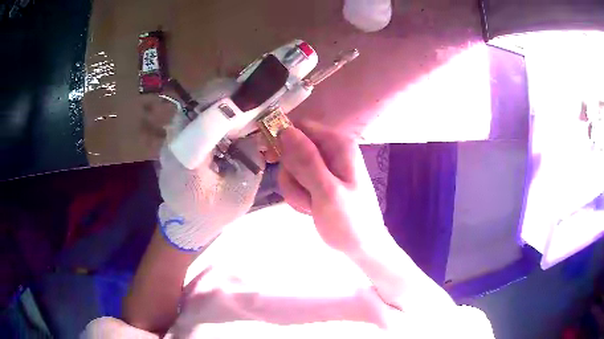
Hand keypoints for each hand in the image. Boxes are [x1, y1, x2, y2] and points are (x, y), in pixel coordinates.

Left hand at [158, 78, 264, 250]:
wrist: (186, 224)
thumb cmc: (212, 213)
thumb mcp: (240, 194)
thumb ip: (250, 161)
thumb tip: (253, 133)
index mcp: (187, 163)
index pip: (204, 123)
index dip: (227, 105)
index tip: (250, 94)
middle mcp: (173, 145)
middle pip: (194, 106)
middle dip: (222, 94)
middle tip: (248, 91)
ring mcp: (170, 140)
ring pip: (192, 106)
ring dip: (217, 98)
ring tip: (241, 98)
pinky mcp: (173, 139)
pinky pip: (192, 114)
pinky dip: (210, 108)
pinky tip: (227, 113)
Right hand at [277, 122, 387, 253]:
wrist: (362, 246)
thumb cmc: (349, 221)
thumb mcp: (326, 192)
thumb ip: (306, 160)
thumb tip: (284, 130)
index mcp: (338, 145)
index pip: (300, 127)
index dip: (281, 140)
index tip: (270, 160)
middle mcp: (331, 151)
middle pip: (292, 149)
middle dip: (291, 174)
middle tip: (305, 194)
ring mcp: (325, 167)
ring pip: (291, 168)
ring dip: (295, 189)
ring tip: (311, 205)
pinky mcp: (319, 181)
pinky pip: (297, 181)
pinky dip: (299, 195)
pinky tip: (311, 208)